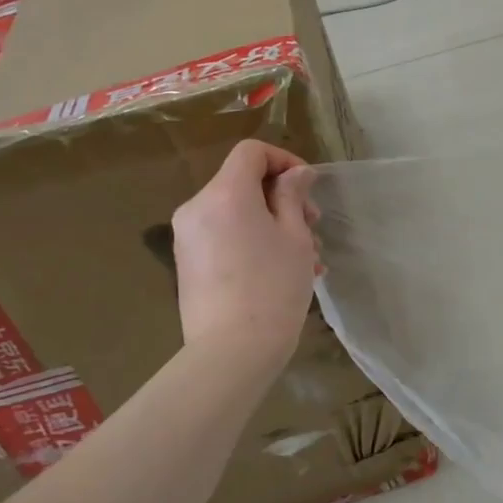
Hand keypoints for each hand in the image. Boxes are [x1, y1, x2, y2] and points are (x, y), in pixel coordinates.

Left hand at [171, 140, 319, 359]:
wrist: (232, 351)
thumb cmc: (273, 287)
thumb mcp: (295, 236)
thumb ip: (292, 196)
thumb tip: (296, 174)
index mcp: (225, 194)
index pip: (251, 152)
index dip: (284, 160)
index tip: (308, 188)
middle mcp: (198, 208)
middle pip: (243, 182)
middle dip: (283, 198)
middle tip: (314, 227)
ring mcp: (188, 237)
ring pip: (237, 212)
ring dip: (273, 224)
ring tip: (308, 258)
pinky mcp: (188, 263)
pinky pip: (225, 236)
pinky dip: (253, 240)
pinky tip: (283, 270)